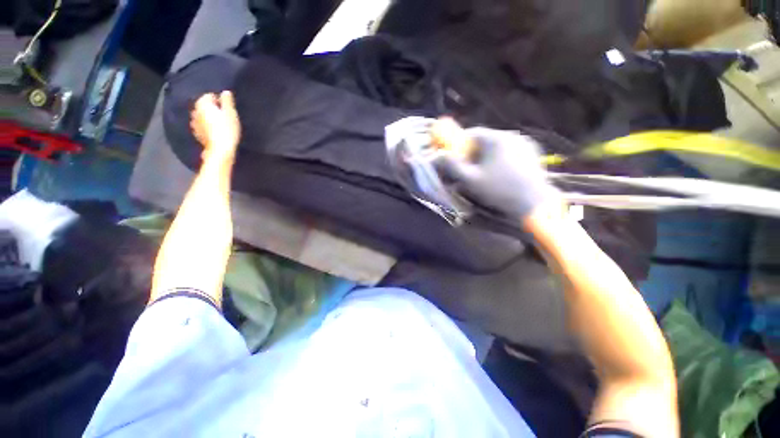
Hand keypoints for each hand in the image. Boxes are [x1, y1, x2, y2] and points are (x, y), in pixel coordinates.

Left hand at [190, 91, 240, 164]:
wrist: (220, 149)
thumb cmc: (227, 129)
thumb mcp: (231, 113)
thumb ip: (227, 101)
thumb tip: (225, 92)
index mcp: (202, 103)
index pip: (210, 95)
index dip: (220, 101)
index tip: (228, 109)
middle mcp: (194, 110)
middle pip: (205, 106)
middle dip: (213, 109)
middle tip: (225, 117)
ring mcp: (193, 122)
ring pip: (202, 115)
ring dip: (209, 118)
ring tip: (221, 125)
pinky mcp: (196, 133)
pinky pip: (201, 125)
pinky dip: (207, 126)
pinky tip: (215, 132)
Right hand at [432, 119, 559, 220]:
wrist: (535, 204)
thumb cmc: (499, 191)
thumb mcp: (470, 180)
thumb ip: (452, 166)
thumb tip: (437, 156)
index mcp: (495, 138)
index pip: (470, 134)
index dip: (459, 146)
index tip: (455, 159)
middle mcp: (511, 135)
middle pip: (483, 141)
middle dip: (471, 154)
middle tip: (467, 171)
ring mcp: (525, 144)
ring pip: (496, 147)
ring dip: (486, 158)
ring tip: (484, 175)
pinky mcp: (533, 154)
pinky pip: (509, 153)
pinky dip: (500, 161)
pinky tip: (500, 176)